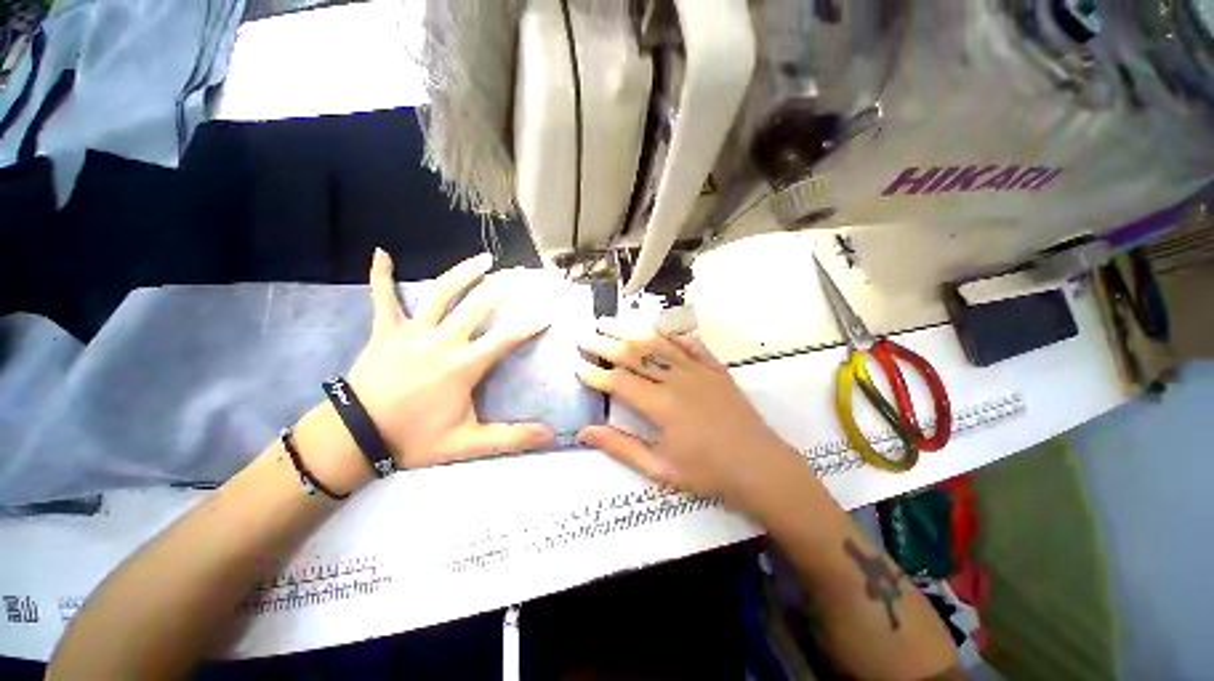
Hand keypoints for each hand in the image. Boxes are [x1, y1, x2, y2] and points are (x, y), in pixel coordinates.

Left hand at [300, 249, 555, 488]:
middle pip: (477, 305)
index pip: (505, 338)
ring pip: (440, 293)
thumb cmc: (414, 439)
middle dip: (501, 288)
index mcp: (463, 365)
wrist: (355, 439)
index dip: (529, 325)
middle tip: (519, 275)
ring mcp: (411, 332)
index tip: (546, 314)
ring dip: (462, 272)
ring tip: (483, 259)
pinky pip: (382, 297)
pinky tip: (380, 253)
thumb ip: (510, 438)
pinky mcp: (385, 330)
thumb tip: (551, 437)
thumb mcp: (467, 443)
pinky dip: (379, 275)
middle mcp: (442, 341)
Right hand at [575, 319, 810, 518]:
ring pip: (657, 342)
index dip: (595, 374)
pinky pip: (689, 343)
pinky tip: (657, 324)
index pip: (618, 383)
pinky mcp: (714, 367)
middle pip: (634, 355)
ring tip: (609, 321)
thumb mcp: (660, 468)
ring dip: (630, 330)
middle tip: (584, 335)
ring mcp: (697, 369)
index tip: (577, 365)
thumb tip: (585, 432)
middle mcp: (676, 380)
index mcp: (661, 406)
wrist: (760, 465)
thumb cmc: (707, 472)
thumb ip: (621, 447)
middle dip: (605, 345)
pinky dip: (671, 332)